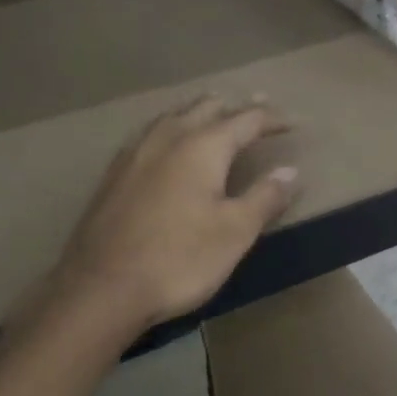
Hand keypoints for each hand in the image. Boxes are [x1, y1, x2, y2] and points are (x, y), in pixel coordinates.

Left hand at [52, 95, 300, 334]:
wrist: (103, 288)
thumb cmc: (179, 259)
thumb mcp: (235, 232)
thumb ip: (264, 197)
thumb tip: (290, 171)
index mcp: (202, 146)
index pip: (246, 120)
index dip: (273, 119)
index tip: (294, 123)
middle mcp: (167, 138)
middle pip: (206, 108)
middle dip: (235, 107)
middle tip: (258, 110)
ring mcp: (134, 154)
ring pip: (173, 117)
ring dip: (200, 113)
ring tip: (215, 117)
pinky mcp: (114, 174)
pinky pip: (150, 135)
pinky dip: (173, 130)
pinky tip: (169, 146)